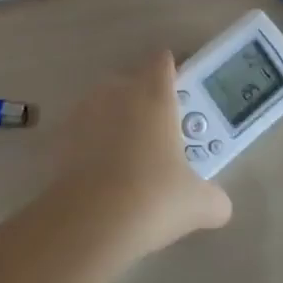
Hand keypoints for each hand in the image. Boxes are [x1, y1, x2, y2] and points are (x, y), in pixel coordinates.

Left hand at [51, 51, 232, 256]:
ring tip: (125, 156)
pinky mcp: (61, 134)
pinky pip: (82, 130)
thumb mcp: (197, 204)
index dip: (171, 72)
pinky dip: (90, 143)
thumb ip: (213, 199)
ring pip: (104, 103)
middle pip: (132, 81)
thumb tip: (220, 206)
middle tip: (157, 134)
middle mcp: (119, 92)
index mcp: (154, 95)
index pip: (162, 62)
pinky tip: (99, 173)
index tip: (178, 92)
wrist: (90, 220)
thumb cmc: (153, 198)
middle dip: (143, 100)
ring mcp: (86, 110)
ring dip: (114, 120)